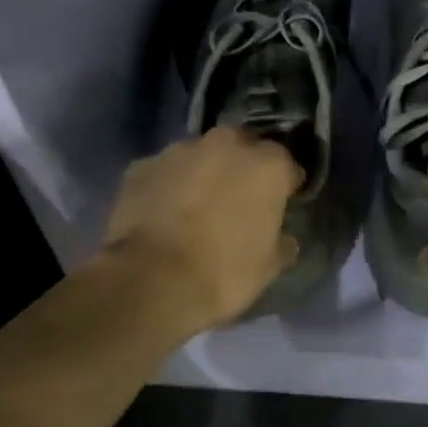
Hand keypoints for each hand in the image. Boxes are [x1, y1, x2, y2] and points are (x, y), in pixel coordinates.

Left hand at [101, 127, 302, 332]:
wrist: (152, 281)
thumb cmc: (223, 272)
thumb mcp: (268, 267)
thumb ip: (281, 242)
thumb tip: (284, 239)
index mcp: (267, 166)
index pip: (286, 166)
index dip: (284, 185)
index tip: (280, 204)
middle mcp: (226, 145)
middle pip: (240, 148)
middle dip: (241, 168)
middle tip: (235, 200)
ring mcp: (179, 151)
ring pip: (199, 156)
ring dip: (201, 174)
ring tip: (193, 207)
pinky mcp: (142, 166)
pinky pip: (163, 172)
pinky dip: (166, 186)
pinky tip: (161, 214)